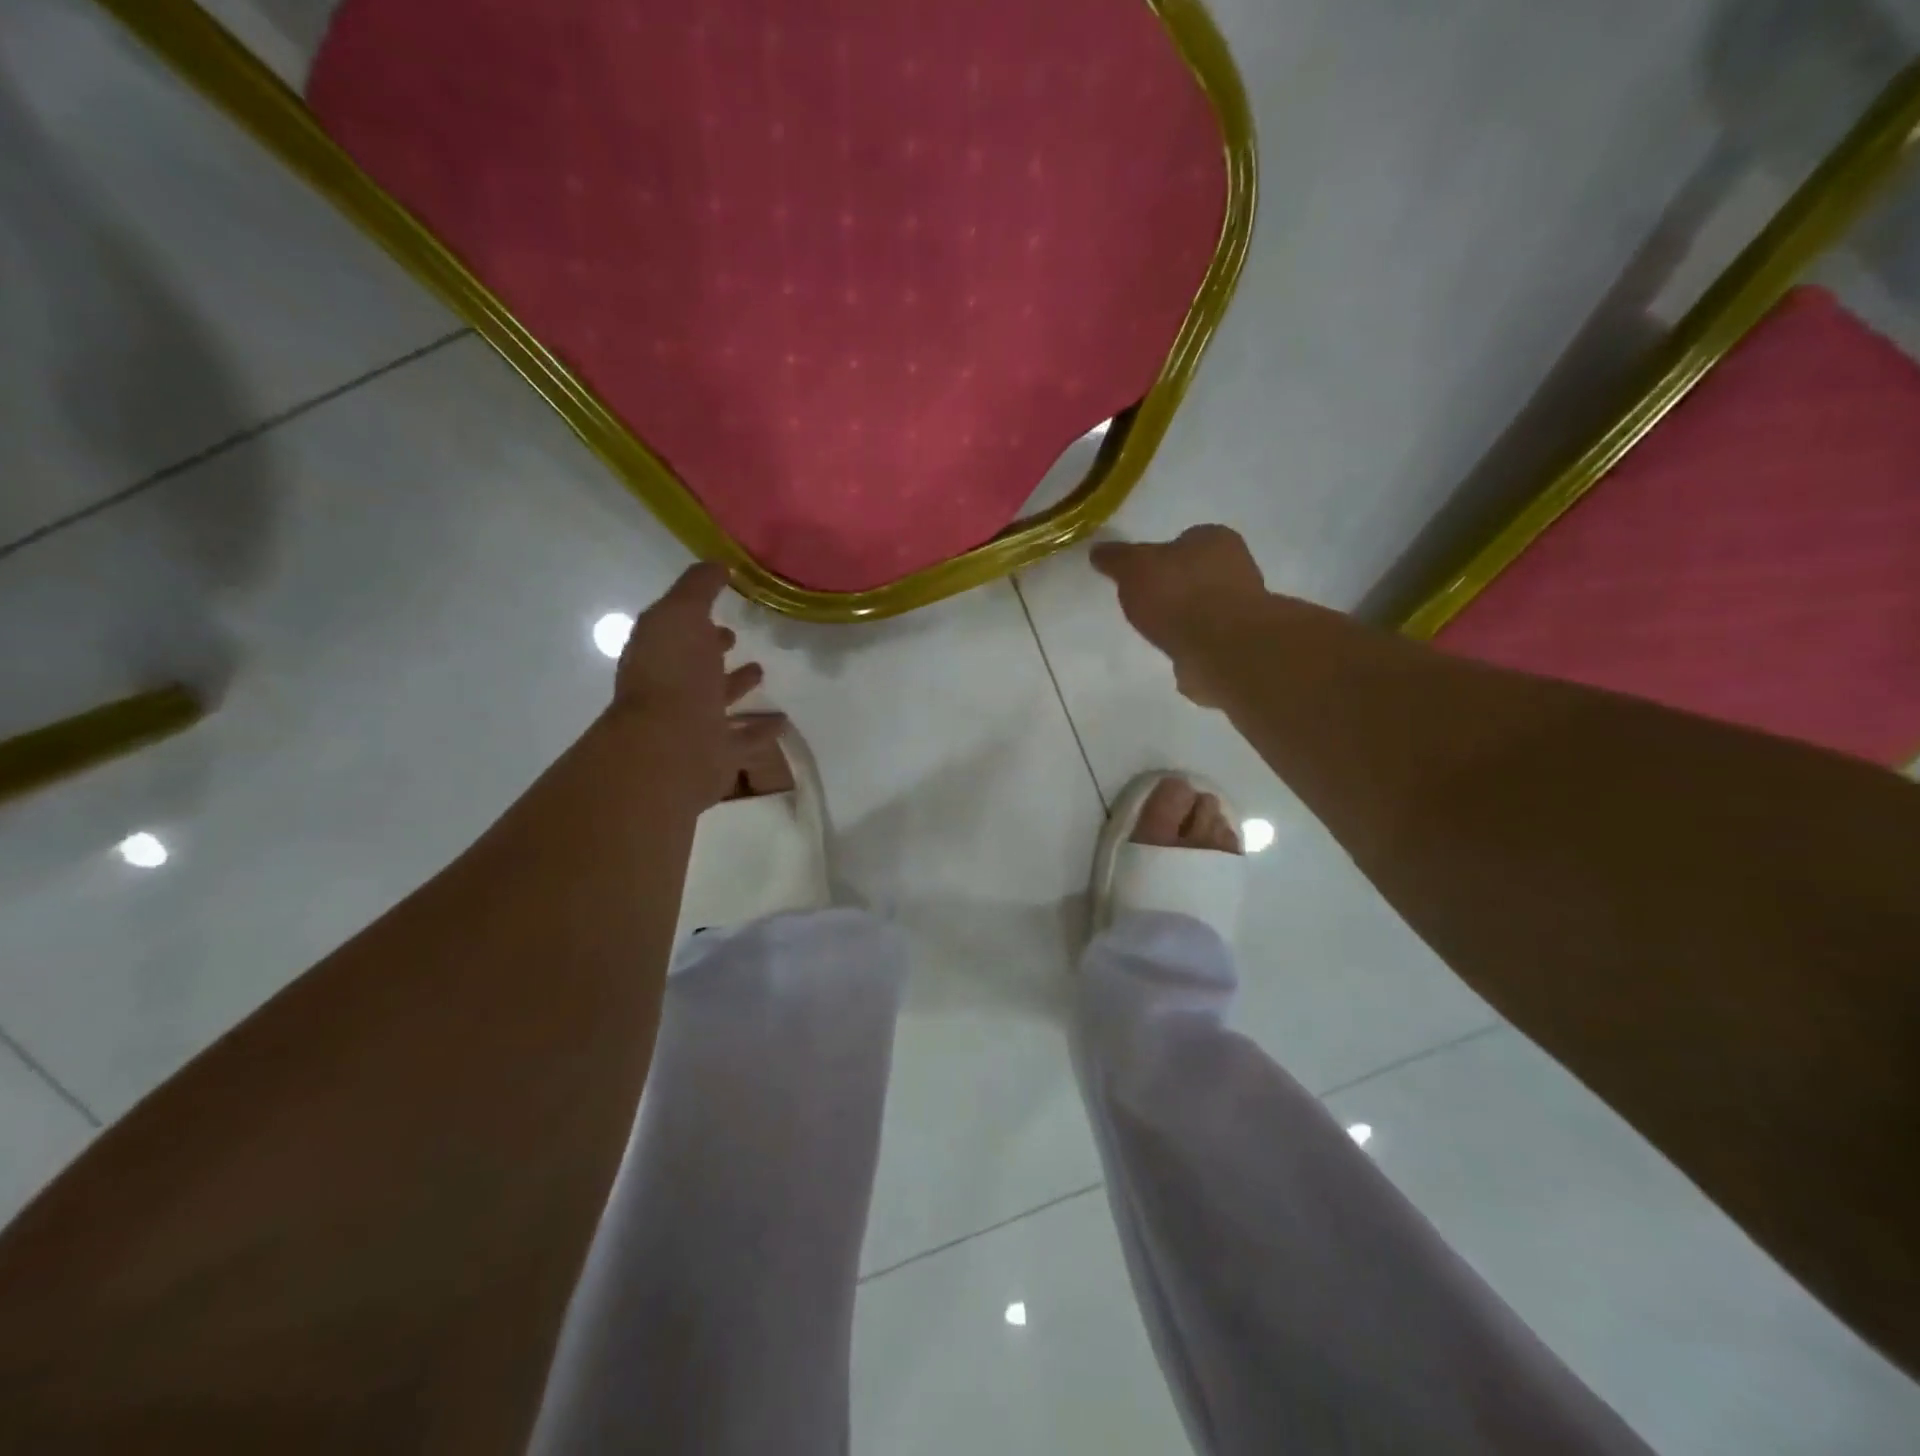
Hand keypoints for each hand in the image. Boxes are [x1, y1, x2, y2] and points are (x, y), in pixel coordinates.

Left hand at [612, 563, 784, 801]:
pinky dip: (761, 730)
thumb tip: (718, 564)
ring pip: (719, 702)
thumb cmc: (674, 675)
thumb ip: (698, 588)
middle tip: (735, 640)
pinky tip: (781, 723)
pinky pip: (744, 739)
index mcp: (660, 654)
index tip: (720, 612)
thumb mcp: (682, 614)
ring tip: (762, 673)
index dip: (696, 619)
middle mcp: (673, 688)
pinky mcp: (717, 754)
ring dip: (738, 688)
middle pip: (695, 666)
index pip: (677, 631)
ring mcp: (694, 723)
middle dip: (714, 652)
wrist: (671, 748)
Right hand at [1091, 526, 1266, 707]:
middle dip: (1175, 586)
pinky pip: (1209, 637)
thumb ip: (1116, 559)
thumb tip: (1098, 550)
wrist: (1222, 649)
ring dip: (1187, 617)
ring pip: (1206, 606)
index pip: (1185, 538)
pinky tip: (1177, 653)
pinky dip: (1194, 643)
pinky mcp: (1241, 642)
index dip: (1161, 555)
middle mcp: (1237, 566)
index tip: (1141, 575)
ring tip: (1159, 632)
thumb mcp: (1134, 568)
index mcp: (1214, 539)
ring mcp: (1243, 607)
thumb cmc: (1178, 595)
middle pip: (1197, 572)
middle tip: (1147, 604)